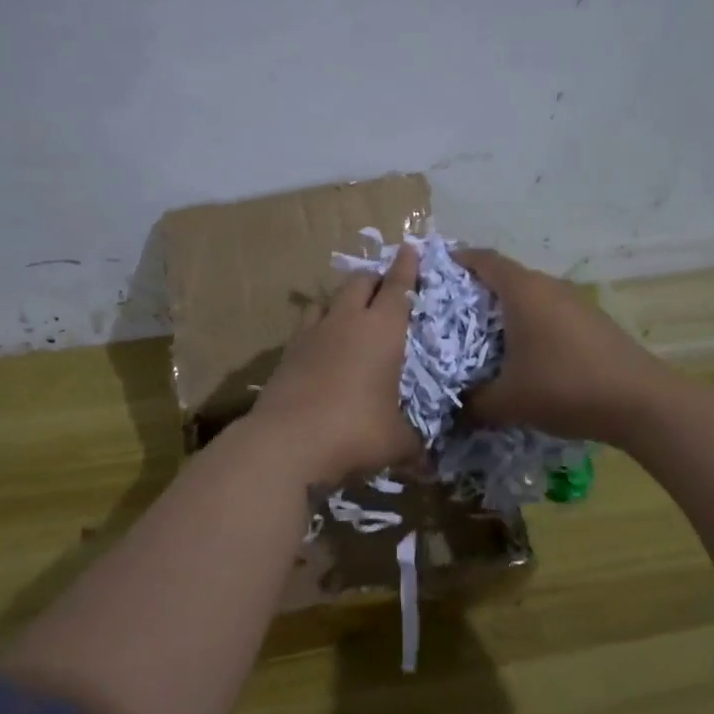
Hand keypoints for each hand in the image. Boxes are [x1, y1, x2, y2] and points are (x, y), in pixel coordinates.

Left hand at [249, 243, 423, 484]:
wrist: (285, 443)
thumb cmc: (354, 433)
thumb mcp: (396, 444)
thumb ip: (415, 447)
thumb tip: (428, 465)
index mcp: (381, 330)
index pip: (398, 287)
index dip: (406, 267)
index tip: (410, 248)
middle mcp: (345, 322)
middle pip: (359, 283)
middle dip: (374, 279)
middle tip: (384, 286)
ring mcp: (310, 335)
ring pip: (327, 299)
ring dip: (341, 300)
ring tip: (349, 312)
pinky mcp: (286, 354)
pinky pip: (306, 327)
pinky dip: (318, 327)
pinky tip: (321, 346)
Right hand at [452, 247, 660, 444]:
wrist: (641, 402)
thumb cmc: (564, 387)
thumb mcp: (507, 402)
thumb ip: (472, 404)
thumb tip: (453, 411)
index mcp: (522, 291)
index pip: (483, 259)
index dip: (457, 260)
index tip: (435, 272)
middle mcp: (549, 286)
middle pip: (506, 277)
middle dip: (477, 291)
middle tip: (450, 315)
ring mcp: (575, 302)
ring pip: (530, 296)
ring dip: (507, 311)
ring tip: (484, 338)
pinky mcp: (593, 322)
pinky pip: (550, 313)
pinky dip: (531, 325)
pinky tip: (525, 355)